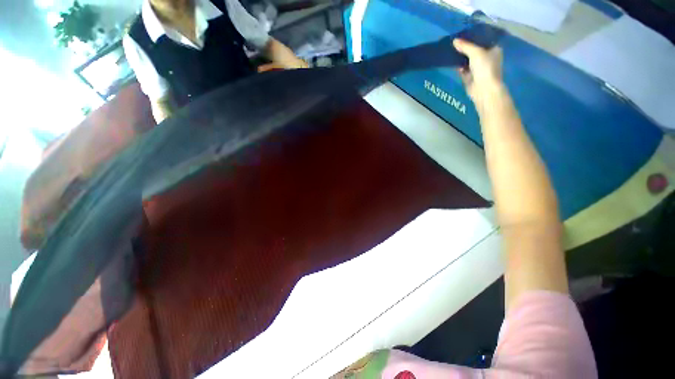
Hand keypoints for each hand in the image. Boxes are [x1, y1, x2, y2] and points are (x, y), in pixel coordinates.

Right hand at [453, 38, 503, 107]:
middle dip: (466, 47)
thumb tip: (454, 40)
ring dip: (461, 57)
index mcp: (494, 49)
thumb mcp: (475, 52)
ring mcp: (479, 68)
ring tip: (452, 50)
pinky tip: (452, 62)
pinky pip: (463, 69)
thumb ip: (465, 46)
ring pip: (468, 60)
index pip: (485, 39)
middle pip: (475, 50)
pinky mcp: (471, 77)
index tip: (466, 32)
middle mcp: (488, 58)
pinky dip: (459, 66)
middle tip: (456, 40)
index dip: (476, 36)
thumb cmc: (485, 67)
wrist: (483, 89)